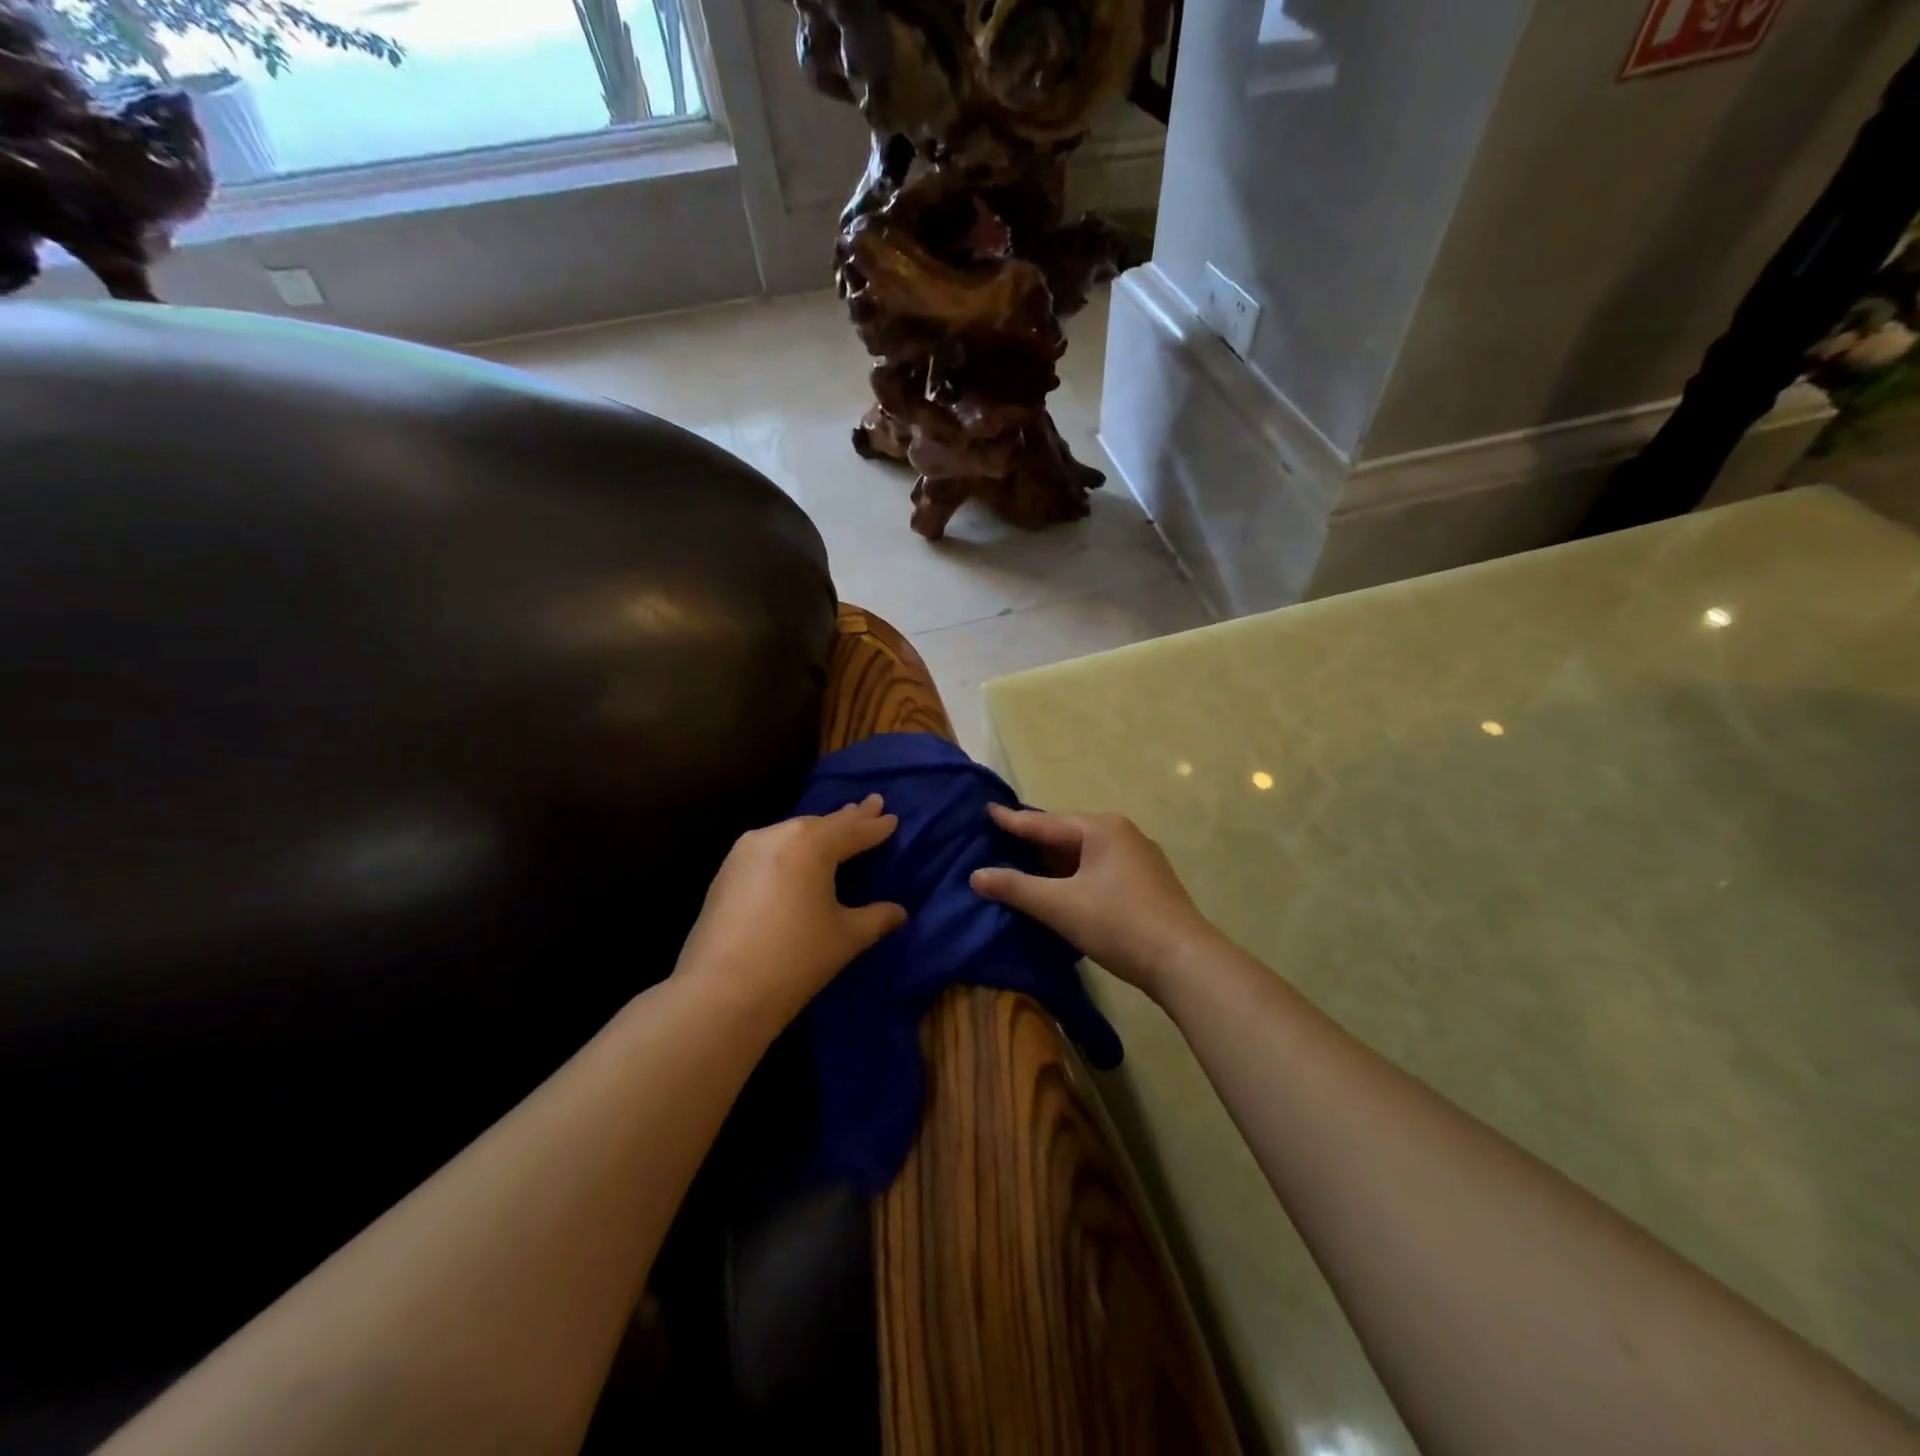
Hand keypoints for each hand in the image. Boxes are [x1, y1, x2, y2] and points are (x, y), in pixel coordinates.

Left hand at [674, 795, 906, 1028]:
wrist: (720, 993)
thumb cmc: (795, 959)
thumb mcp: (846, 937)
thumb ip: (876, 917)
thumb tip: (899, 911)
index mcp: (812, 843)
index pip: (853, 831)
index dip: (876, 826)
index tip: (892, 816)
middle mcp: (778, 835)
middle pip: (822, 824)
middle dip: (849, 818)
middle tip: (872, 805)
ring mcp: (746, 850)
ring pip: (793, 833)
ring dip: (818, 831)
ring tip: (838, 827)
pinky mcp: (726, 871)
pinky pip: (770, 848)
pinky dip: (792, 848)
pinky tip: (798, 856)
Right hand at [970, 805, 1217, 1002]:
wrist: (1185, 962)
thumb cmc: (1119, 924)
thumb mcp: (1060, 906)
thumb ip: (1016, 888)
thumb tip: (976, 876)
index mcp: (1101, 829)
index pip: (1045, 823)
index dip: (1012, 820)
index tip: (987, 809)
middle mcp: (1122, 834)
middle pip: (1066, 834)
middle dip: (1034, 840)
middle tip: (1001, 839)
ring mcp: (1139, 858)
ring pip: (1084, 854)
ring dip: (1054, 862)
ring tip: (1024, 864)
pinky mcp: (1146, 883)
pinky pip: (1099, 869)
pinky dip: (1074, 875)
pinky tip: (1061, 889)